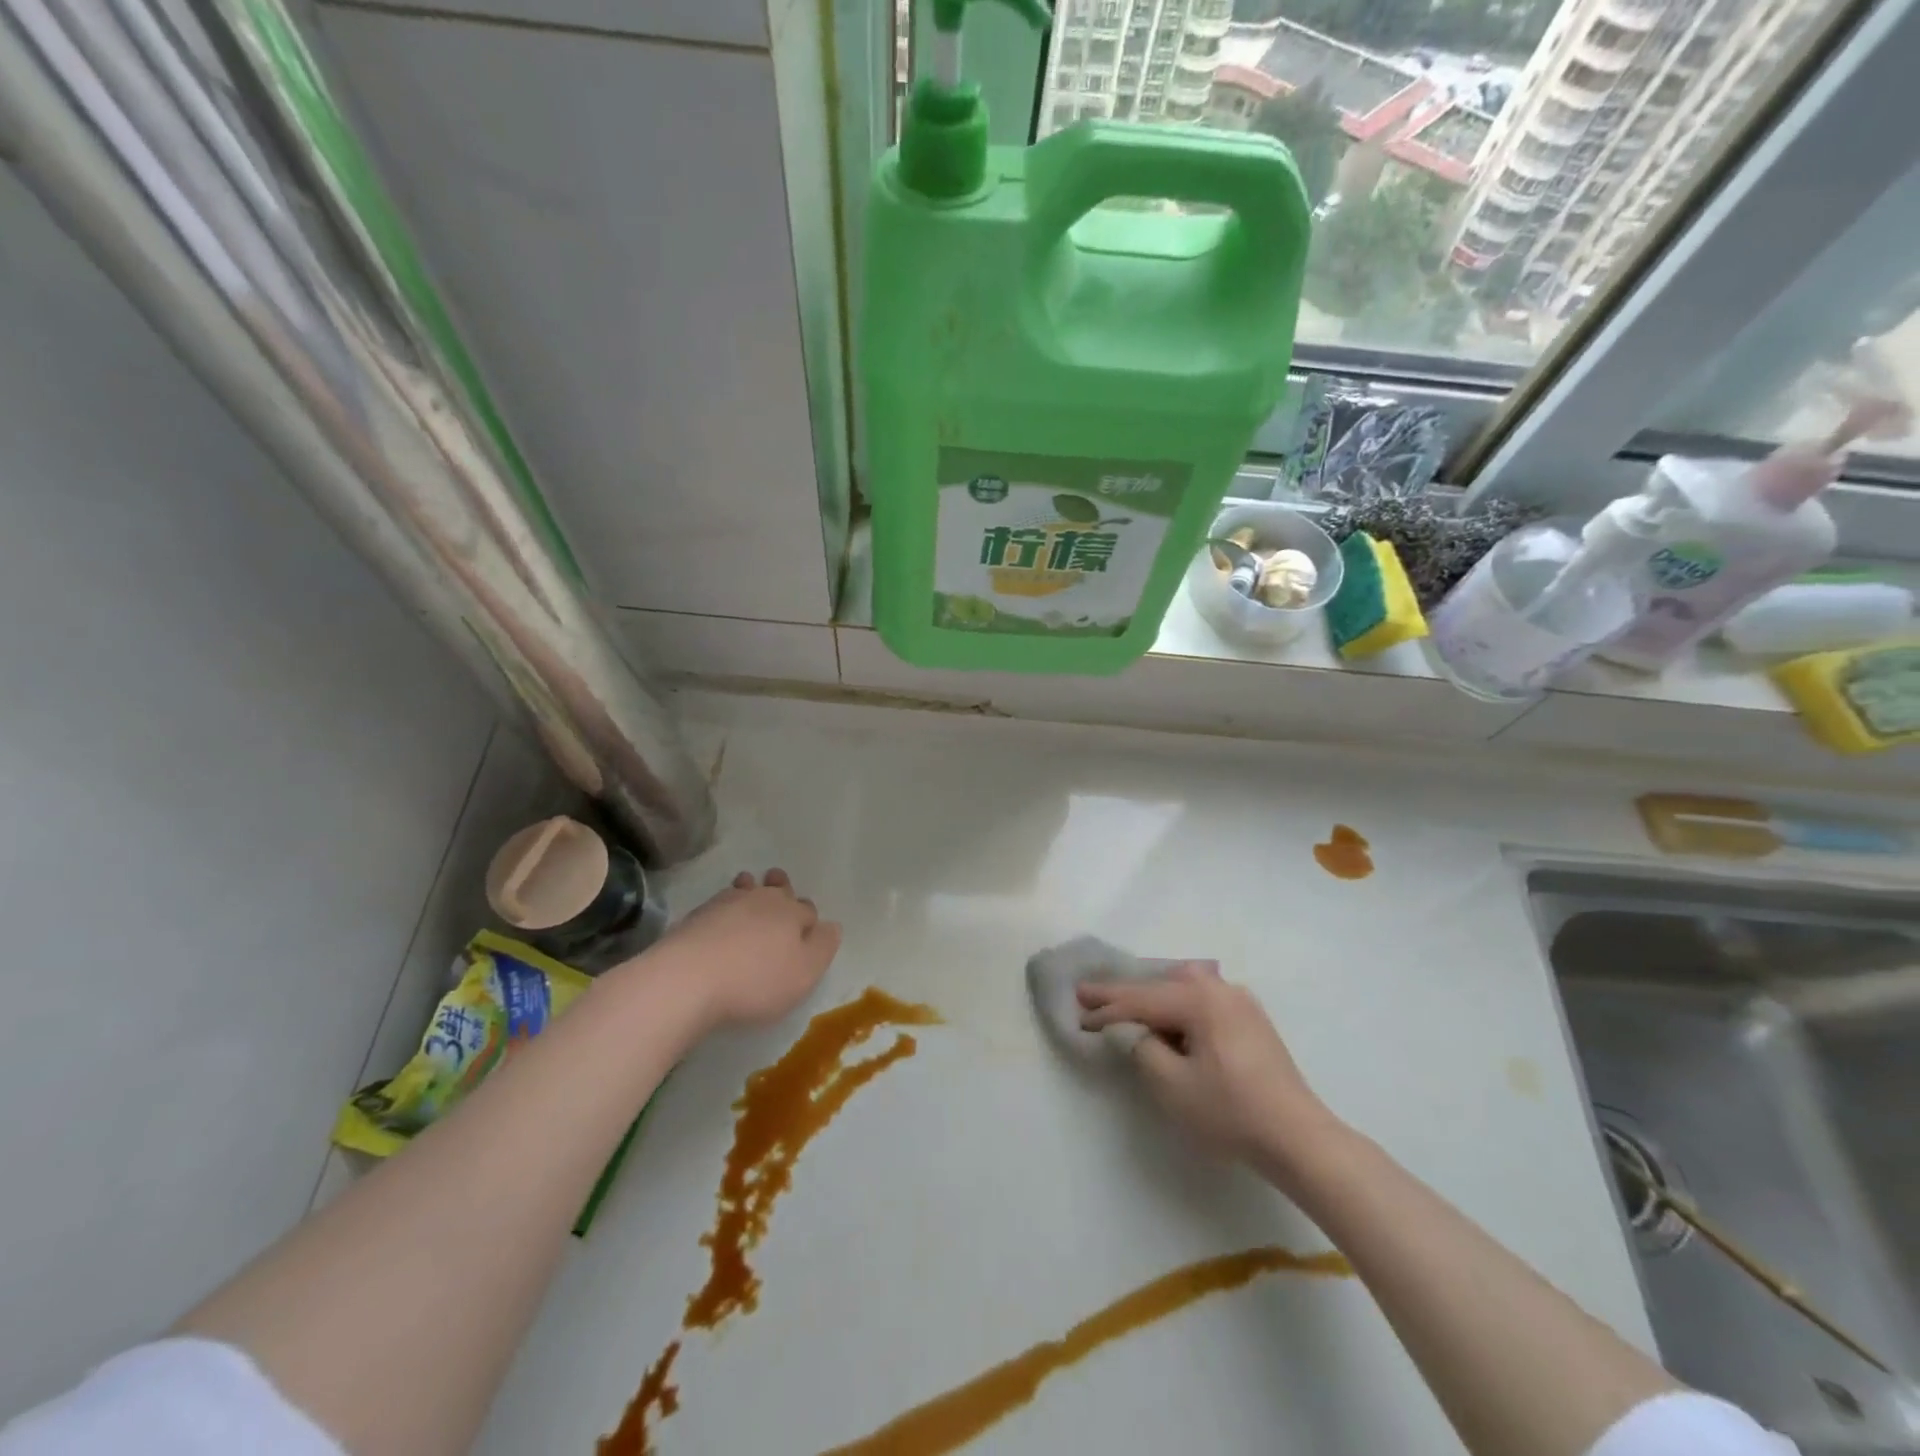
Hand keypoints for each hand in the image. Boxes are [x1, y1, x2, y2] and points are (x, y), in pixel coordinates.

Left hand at [644, 868, 840, 1028]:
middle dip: (782, 889)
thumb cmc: (755, 981)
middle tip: (779, 888)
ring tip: (749, 891)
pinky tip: (719, 919)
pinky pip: (719, 902)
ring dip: (751, 890)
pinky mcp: (696, 915)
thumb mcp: (804, 973)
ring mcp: (725, 903)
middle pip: (777, 888)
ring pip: (746, 888)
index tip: (807, 931)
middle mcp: (761, 899)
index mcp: (791, 912)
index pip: (808, 909)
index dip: (809, 921)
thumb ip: (823, 947)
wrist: (686, 979)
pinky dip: (724, 906)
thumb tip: (831, 926)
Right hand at [1078, 966, 1339, 1178]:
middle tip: (1089, 993)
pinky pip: (1202, 1000)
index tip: (1076, 1008)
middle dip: (1124, 993)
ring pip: (1182, 989)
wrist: (1299, 1137)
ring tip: (1123, 1002)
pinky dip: (1177, 1005)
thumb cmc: (1230, 1111)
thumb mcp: (1172, 1085)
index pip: (1139, 999)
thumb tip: (1135, 1032)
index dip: (1105, 1007)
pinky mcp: (1251, 1019)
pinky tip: (1167, 1014)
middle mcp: (1219, 988)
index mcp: (1198, 999)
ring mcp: (1239, 1000)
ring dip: (1151, 997)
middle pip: (1159, 986)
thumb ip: (1142, 1048)